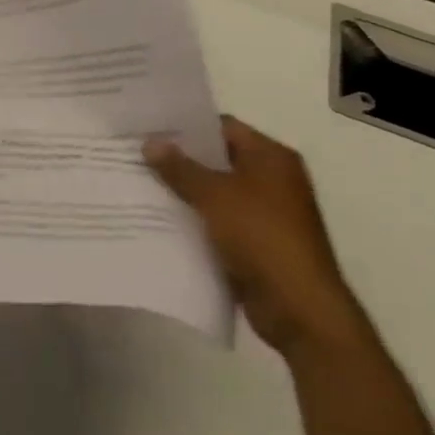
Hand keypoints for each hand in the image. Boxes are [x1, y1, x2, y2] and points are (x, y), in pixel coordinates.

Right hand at [145, 117, 366, 356]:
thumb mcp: (214, 195)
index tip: (147, 126)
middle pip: (217, 159)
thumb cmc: (261, 236)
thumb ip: (179, 168)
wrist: (299, 308)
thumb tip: (150, 143)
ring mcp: (265, 213)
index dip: (186, 126)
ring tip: (138, 181)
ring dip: (183, 190)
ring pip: (214, 191)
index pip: (222, 126)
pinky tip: (158, 216)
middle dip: (179, 158)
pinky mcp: (256, 242)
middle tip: (136, 152)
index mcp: (271, 158)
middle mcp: (272, 179)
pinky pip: (217, 220)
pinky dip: (193, 218)